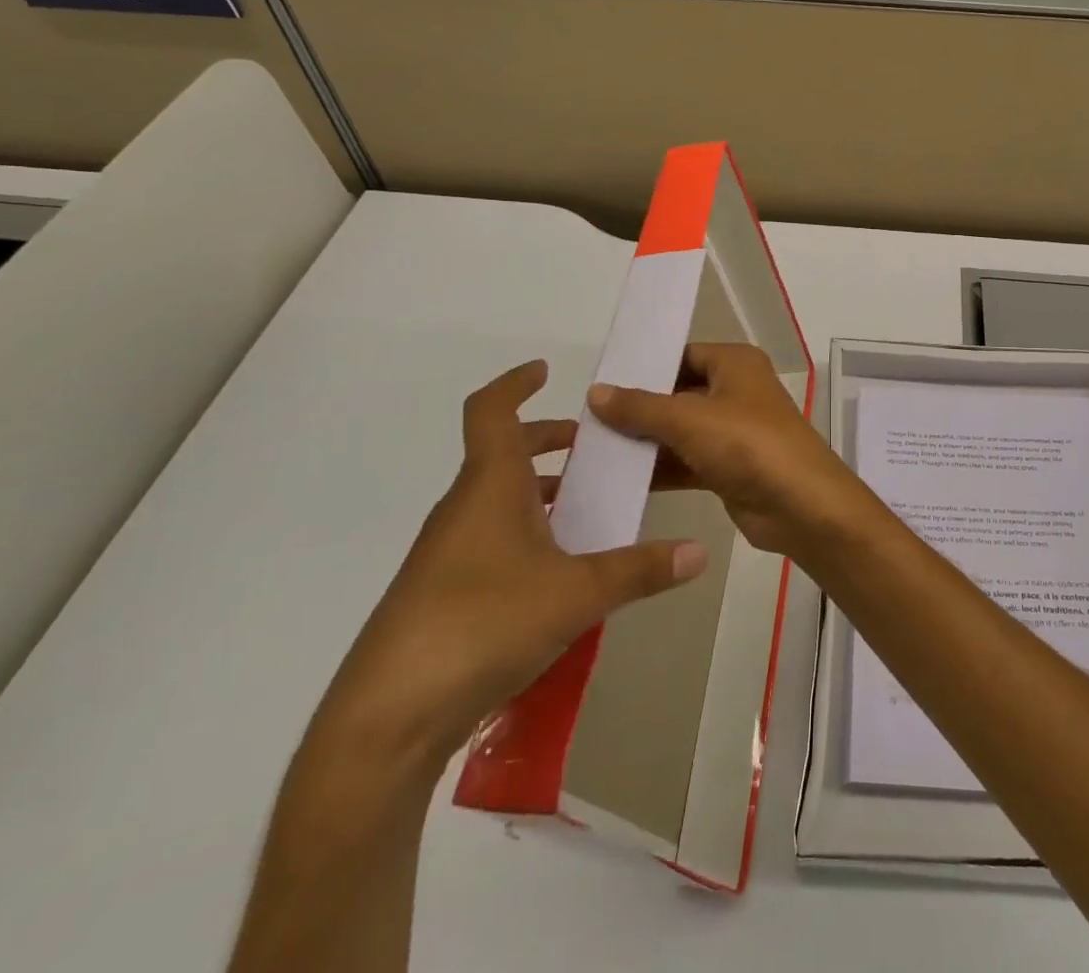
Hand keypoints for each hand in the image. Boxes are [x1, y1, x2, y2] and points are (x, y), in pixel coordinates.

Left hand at [311, 360, 708, 771]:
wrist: (389, 717)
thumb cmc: (483, 624)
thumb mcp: (577, 594)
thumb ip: (639, 570)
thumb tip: (699, 552)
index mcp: (489, 486)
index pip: (491, 411)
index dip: (515, 383)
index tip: (545, 371)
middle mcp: (464, 508)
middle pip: (501, 453)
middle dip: (546, 441)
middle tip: (592, 448)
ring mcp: (447, 553)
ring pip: (496, 499)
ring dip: (538, 490)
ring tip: (586, 507)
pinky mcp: (441, 594)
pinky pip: (489, 540)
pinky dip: (525, 532)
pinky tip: (558, 571)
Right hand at [587, 342, 880, 563]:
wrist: (800, 505)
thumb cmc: (747, 444)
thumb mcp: (688, 419)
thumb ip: (639, 407)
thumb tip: (595, 391)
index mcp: (735, 363)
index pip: (682, 355)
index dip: (645, 367)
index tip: (601, 383)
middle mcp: (736, 391)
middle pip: (679, 393)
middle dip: (639, 408)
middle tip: (589, 419)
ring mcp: (734, 431)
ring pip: (681, 430)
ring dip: (646, 441)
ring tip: (594, 448)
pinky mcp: (730, 467)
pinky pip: (687, 461)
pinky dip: (660, 468)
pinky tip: (620, 477)